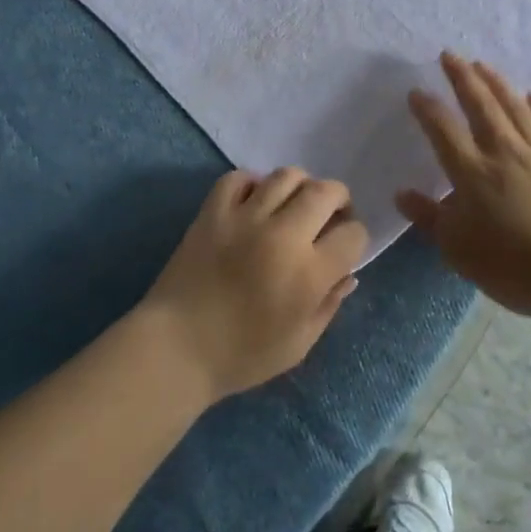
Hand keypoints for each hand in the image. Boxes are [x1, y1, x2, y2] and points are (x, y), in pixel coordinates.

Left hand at [141, 167, 368, 402]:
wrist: (176, 348)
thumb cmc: (241, 356)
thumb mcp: (298, 344)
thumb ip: (329, 305)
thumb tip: (348, 274)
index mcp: (308, 273)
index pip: (353, 234)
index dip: (354, 239)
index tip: (344, 248)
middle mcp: (282, 235)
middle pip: (326, 191)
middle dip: (339, 200)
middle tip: (330, 216)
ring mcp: (245, 217)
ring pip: (286, 176)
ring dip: (300, 186)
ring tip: (293, 205)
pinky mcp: (213, 210)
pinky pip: (239, 177)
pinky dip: (252, 183)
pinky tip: (254, 202)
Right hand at [397, 53, 530, 318]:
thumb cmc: (512, 265)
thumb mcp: (458, 249)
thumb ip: (429, 218)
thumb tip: (402, 193)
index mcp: (472, 172)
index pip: (443, 129)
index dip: (427, 108)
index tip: (416, 91)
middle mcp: (504, 152)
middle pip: (481, 106)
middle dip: (463, 77)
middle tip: (450, 55)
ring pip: (516, 108)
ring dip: (498, 84)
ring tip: (484, 65)